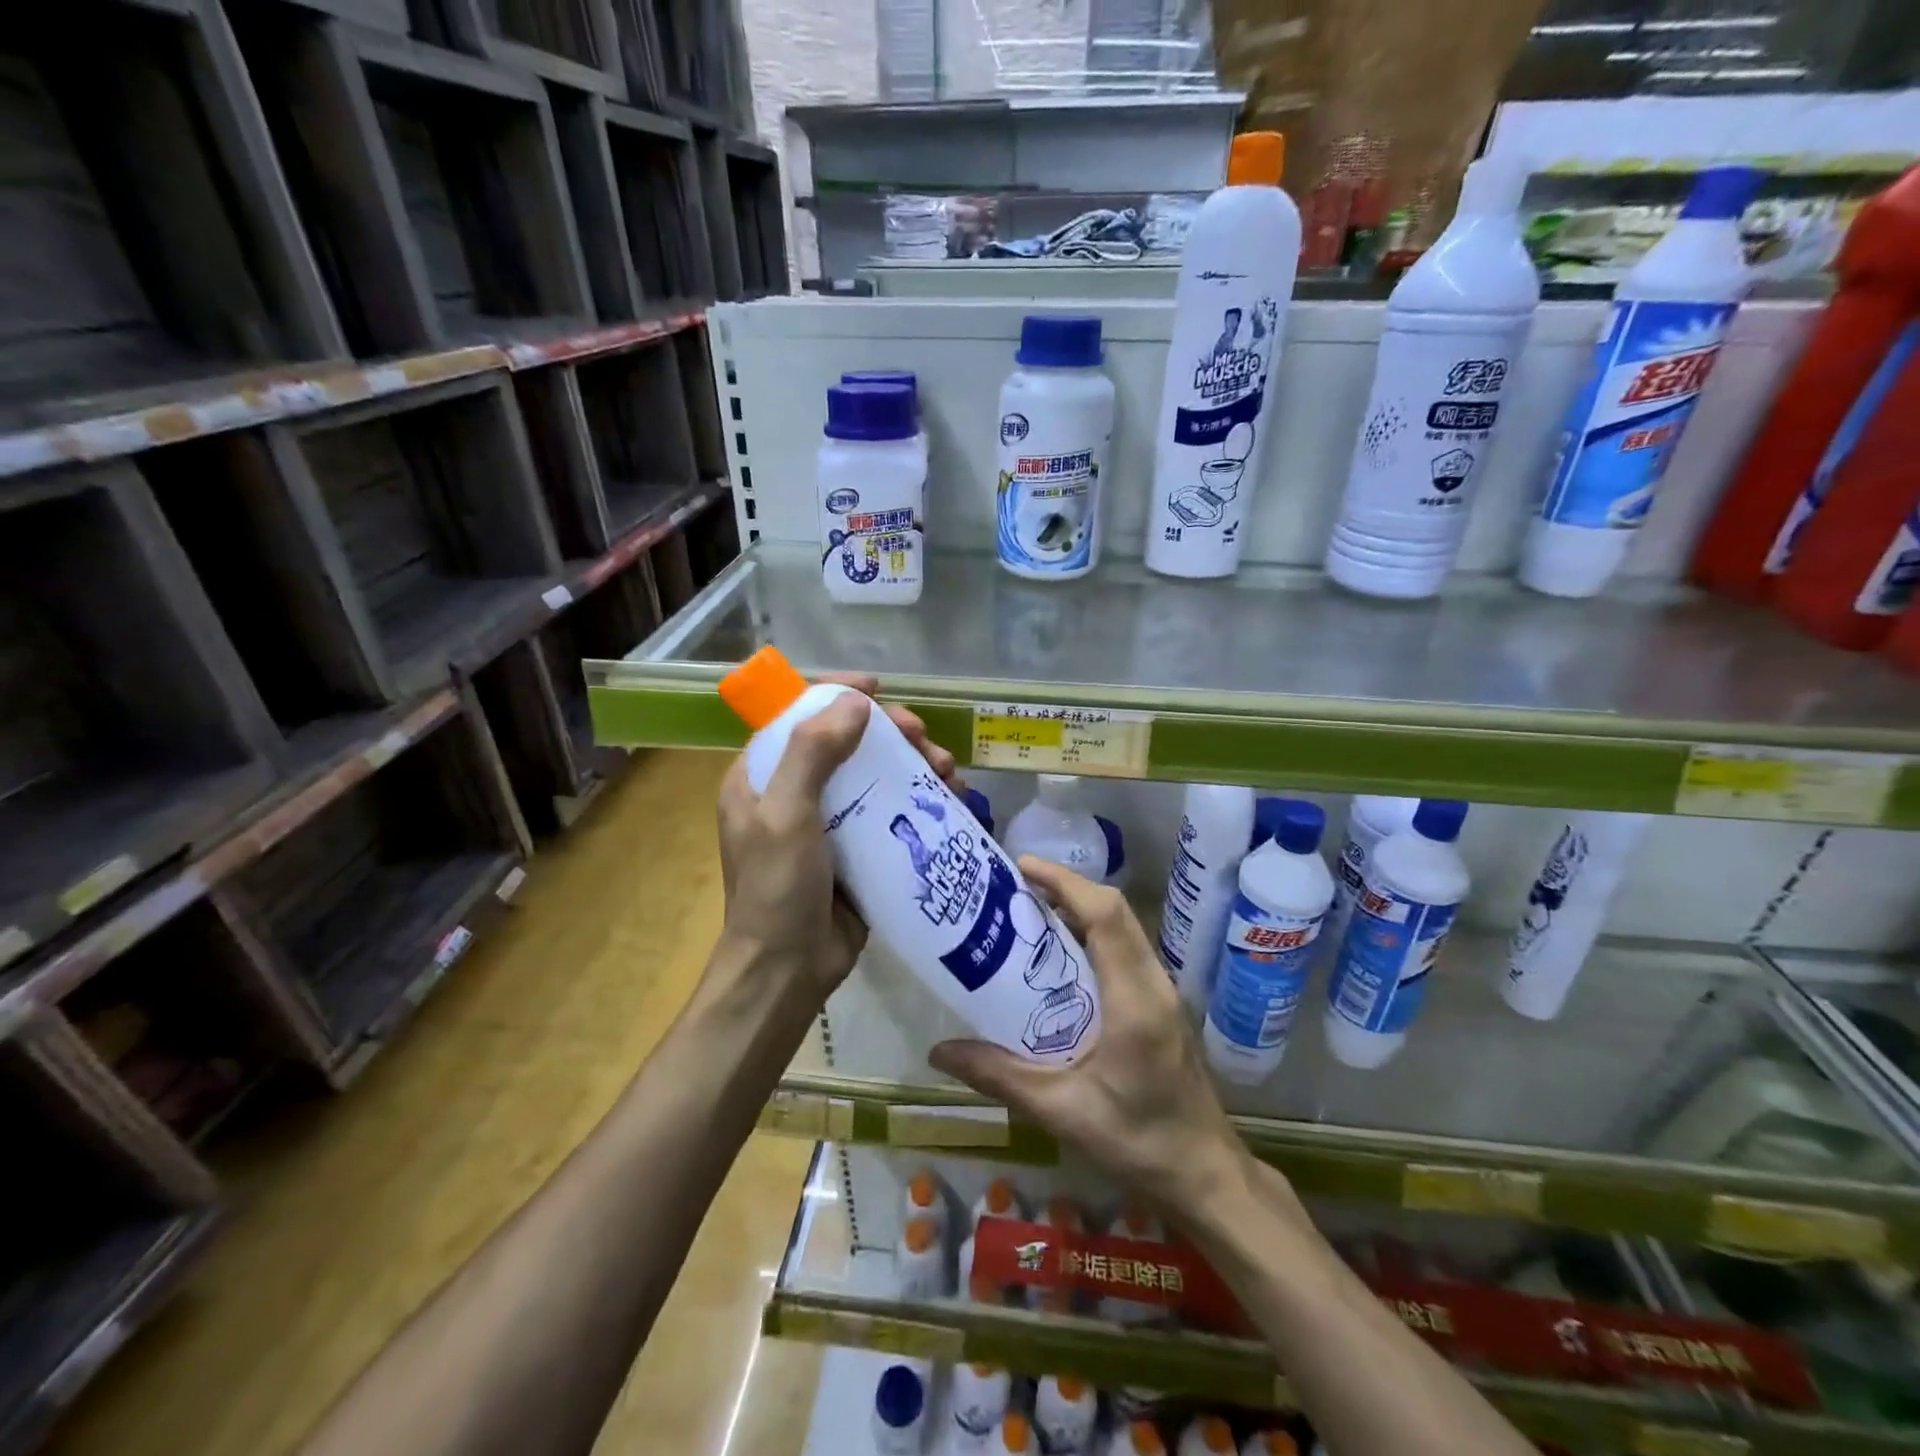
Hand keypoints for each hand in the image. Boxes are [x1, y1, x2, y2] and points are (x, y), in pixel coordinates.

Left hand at [715, 674, 958, 1004]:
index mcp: (762, 776)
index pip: (800, 715)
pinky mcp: (857, 849)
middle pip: (847, 743)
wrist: (787, 970)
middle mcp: (794, 792)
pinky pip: (891, 811)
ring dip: (913, 765)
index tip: (880, 689)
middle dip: (890, 733)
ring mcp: (828, 822)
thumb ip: (813, 753)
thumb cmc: (776, 889)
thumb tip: (856, 702)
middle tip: (924, 739)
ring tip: (947, 773)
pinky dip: (920, 800)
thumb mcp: (785, 815)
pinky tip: (951, 800)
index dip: (838, 694)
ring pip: (875, 775)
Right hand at [929, 858, 1256, 1225]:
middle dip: (1067, 889)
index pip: (1105, 916)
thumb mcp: (1062, 1111)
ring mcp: (1163, 992)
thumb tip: (939, 1051)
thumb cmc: (1138, 1143)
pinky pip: (1126, 950)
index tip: (1022, 867)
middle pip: (1115, 912)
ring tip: (1030, 915)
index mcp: (1134, 1000)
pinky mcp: (1162, 1005)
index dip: (1064, 883)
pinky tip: (1060, 960)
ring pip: (1123, 928)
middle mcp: (1154, 983)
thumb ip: (1000, 1076)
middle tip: (1016, 889)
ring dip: (1081, 910)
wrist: (1207, 1176)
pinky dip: (1093, 935)